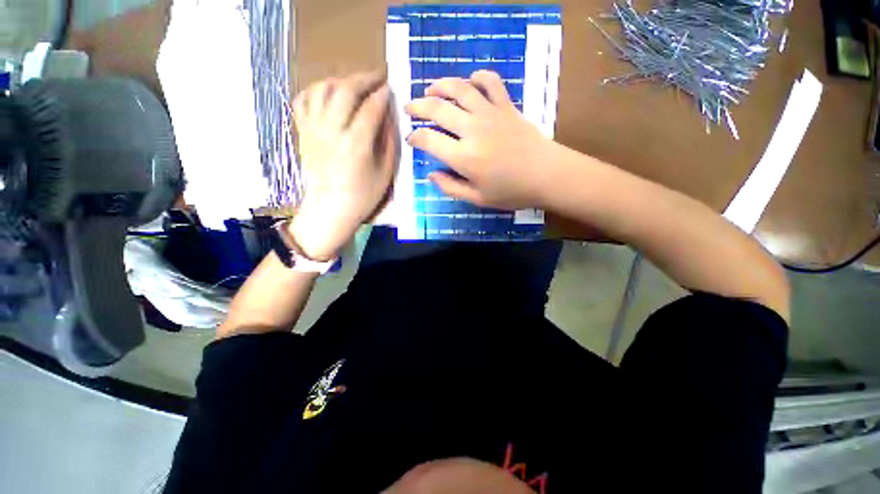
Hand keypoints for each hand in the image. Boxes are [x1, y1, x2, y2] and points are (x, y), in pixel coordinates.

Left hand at [289, 71, 396, 260]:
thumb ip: (388, 140)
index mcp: (357, 144)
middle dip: (364, 78)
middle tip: (377, 77)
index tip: (391, 88)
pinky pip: (304, 99)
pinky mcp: (303, 131)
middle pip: (346, 90)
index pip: (372, 108)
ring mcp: (314, 129)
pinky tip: (329, 93)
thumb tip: (389, 115)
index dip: (383, 95)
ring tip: (355, 84)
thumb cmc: (363, 195)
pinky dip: (317, 89)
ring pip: (323, 89)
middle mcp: (332, 130)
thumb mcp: (386, 172)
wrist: (330, 209)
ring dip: (342, 80)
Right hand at [404, 70, 560, 209]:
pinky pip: (490, 81)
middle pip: (438, 109)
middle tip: (410, 108)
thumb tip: (431, 174)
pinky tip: (471, 82)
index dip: (415, 138)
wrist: (547, 175)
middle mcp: (472, 130)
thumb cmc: (512, 192)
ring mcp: (490, 114)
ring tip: (430, 90)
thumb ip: (450, 187)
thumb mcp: (477, 199)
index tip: (411, 139)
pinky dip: (478, 77)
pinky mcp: (506, 106)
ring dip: (440, 86)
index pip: (428, 140)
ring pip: (459, 89)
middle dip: (418, 107)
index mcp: (464, 157)